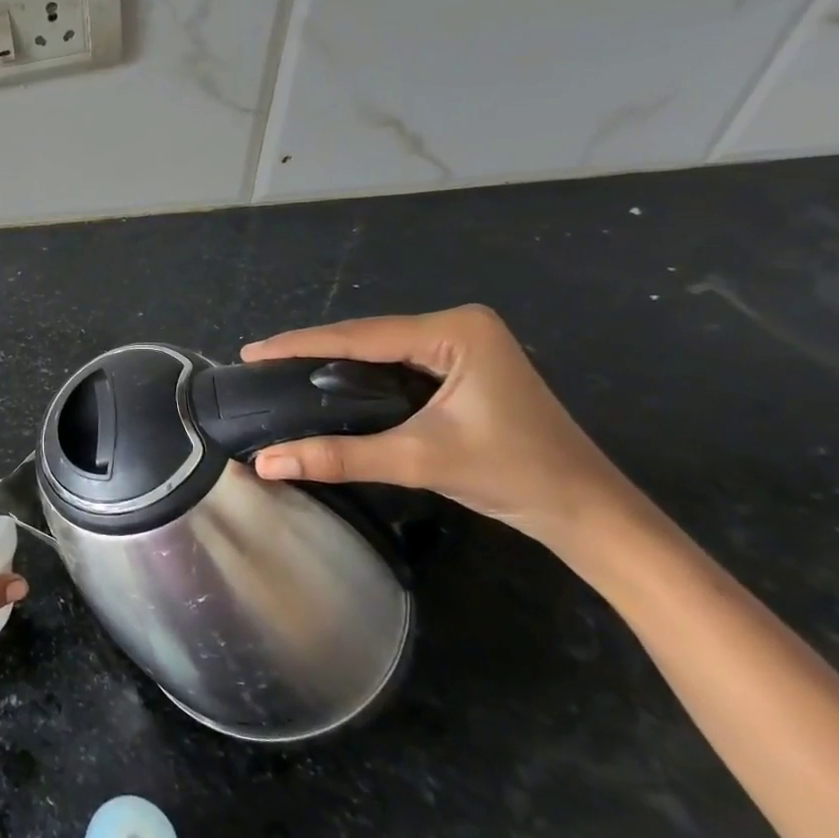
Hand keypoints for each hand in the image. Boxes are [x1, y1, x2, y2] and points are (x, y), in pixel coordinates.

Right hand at [241, 305, 644, 551]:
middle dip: (311, 350)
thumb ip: (339, 456)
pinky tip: (326, 381)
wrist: (587, 512)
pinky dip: (359, 373)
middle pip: (367, 336)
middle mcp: (458, 325)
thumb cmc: (514, 475)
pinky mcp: (462, 366)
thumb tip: (266, 462)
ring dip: (331, 361)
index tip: (250, 352)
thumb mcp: (419, 459)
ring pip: (379, 349)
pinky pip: (395, 363)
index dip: (300, 344)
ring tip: (279, 369)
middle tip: (258, 362)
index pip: (360, 335)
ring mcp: (462, 344)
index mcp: (456, 330)